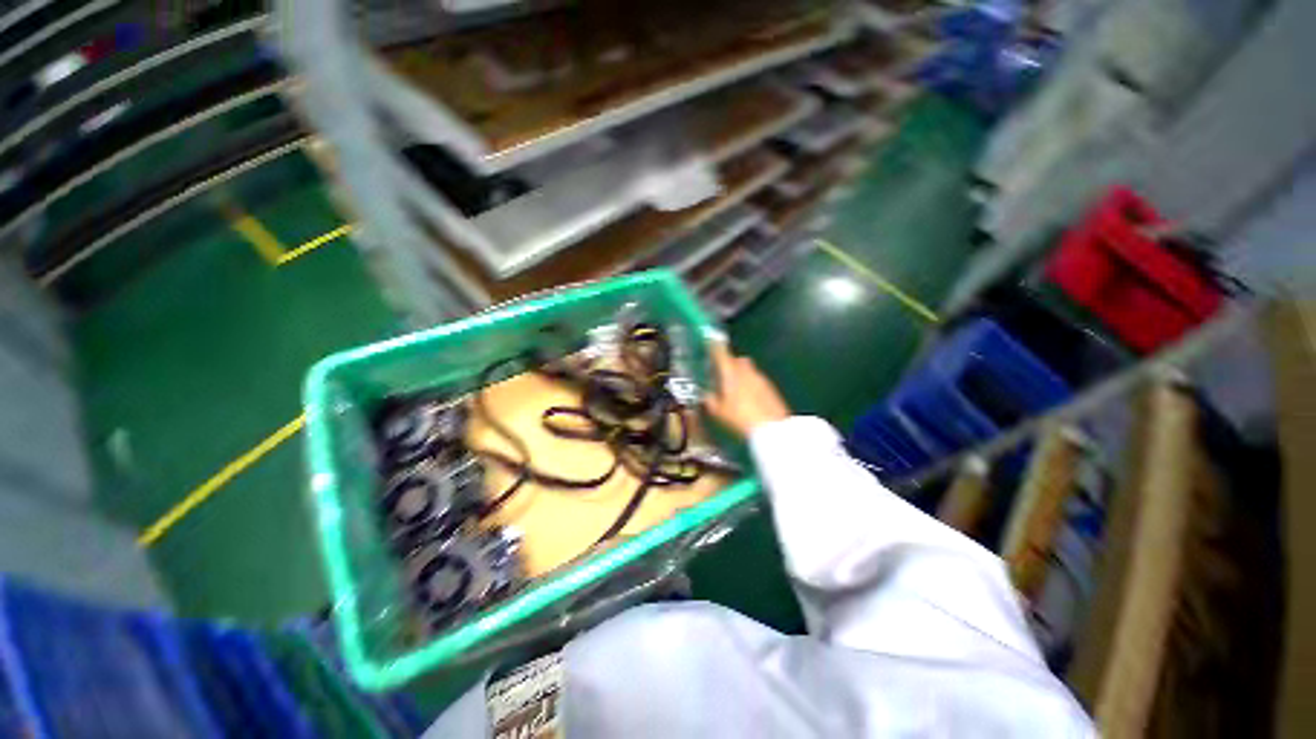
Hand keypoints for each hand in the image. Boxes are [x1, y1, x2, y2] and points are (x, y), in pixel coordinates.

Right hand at [704, 342, 790, 437]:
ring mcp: (761, 378)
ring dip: (743, 374)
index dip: (715, 347)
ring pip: (750, 369)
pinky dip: (752, 384)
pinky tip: (750, 398)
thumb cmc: (740, 418)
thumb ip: (710, 400)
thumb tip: (706, 394)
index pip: (722, 354)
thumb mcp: (719, 412)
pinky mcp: (771, 388)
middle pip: (738, 359)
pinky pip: (758, 380)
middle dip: (731, 363)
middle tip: (723, 374)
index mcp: (731, 373)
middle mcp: (747, 371)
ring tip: (736, 389)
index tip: (710, 343)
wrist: (772, 428)